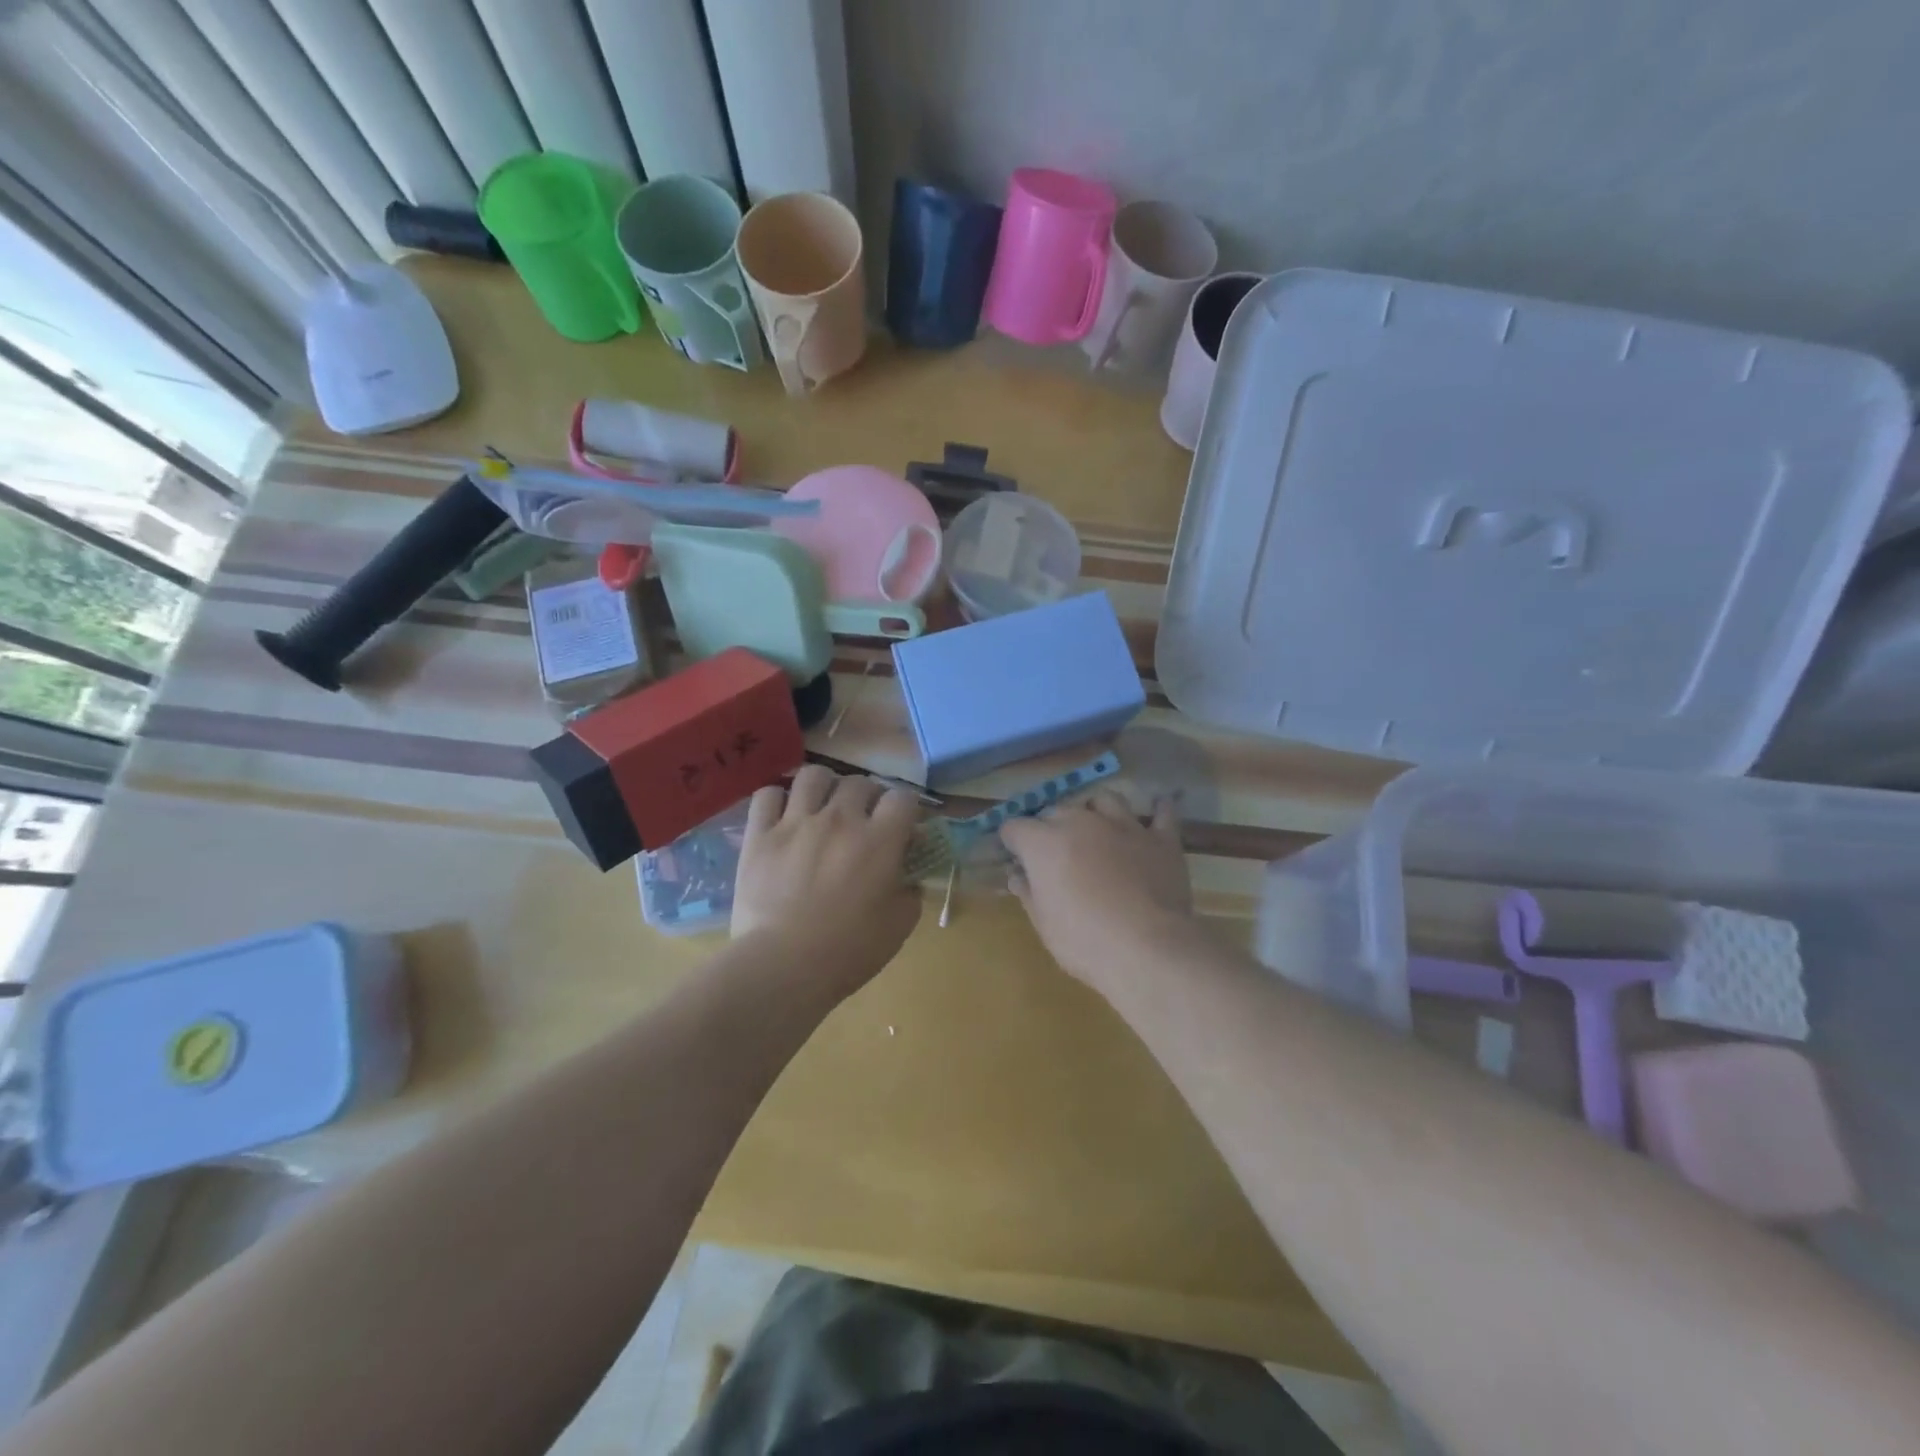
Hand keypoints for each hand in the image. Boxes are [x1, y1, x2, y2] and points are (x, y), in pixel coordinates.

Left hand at [733, 766, 922, 996]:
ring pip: (813, 775)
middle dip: (867, 797)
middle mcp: (840, 819)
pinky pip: (767, 795)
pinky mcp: (760, 834)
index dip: (906, 807)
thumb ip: (910, 892)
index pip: (903, 797)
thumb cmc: (848, 951)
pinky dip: (777, 800)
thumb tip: (909, 876)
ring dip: (824, 786)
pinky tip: (783, 816)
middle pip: (859, 782)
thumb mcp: (898, 926)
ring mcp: (796, 822)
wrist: (783, 966)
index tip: (903, 825)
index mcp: (879, 839)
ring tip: (823, 805)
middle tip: (863, 820)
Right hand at [1000, 790, 1200, 994]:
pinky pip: (1162, 814)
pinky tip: (1157, 809)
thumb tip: (1017, 876)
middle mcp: (1081, 822)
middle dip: (1049, 827)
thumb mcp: (1044, 924)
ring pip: (1103, 800)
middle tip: (1054, 855)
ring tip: (1096, 828)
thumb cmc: (1084, 941)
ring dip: (1095, 811)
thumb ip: (1029, 893)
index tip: (1016, 859)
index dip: (1011, 842)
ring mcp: (1124, 826)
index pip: (1014, 827)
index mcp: (1044, 843)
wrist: (1148, 948)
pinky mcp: (1161, 839)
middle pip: (1056, 810)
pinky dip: (1157, 811)